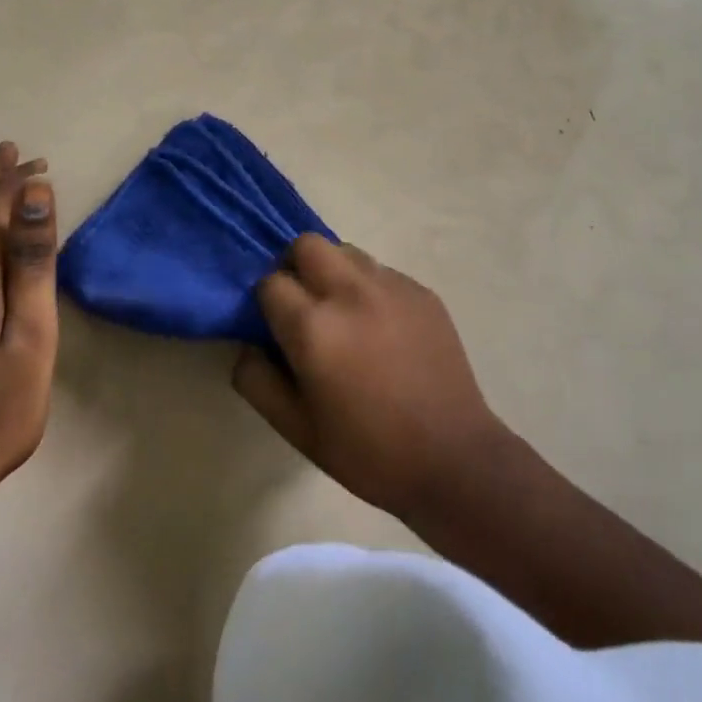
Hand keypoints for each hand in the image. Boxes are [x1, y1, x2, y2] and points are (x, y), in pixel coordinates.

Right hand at [232, 234, 508, 522]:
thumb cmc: (368, 451)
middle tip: (304, 305)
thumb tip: (249, 344)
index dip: (267, 302)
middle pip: (307, 244)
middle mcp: (350, 292)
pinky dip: (369, 288)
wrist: (452, 457)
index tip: (276, 325)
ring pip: (346, 251)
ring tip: (344, 314)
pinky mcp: (421, 290)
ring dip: (333, 272)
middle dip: (295, 267)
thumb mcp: (297, 430)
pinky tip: (382, 328)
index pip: (270, 282)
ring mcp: (391, 285)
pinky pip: (381, 271)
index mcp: (314, 327)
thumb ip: (257, 380)